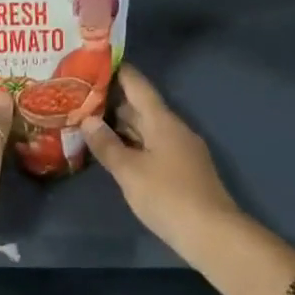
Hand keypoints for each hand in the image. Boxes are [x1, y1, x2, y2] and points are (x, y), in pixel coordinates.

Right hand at [79, 65, 240, 259]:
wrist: (212, 233)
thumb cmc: (167, 196)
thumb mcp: (130, 171)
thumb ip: (107, 145)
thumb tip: (88, 119)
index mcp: (162, 120)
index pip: (138, 85)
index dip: (119, 72)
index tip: (97, 60)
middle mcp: (173, 128)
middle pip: (142, 107)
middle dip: (114, 101)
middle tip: (82, 96)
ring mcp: (181, 149)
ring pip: (147, 129)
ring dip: (122, 125)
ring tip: (91, 122)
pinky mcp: (183, 170)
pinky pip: (153, 146)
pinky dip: (133, 144)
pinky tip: (116, 152)